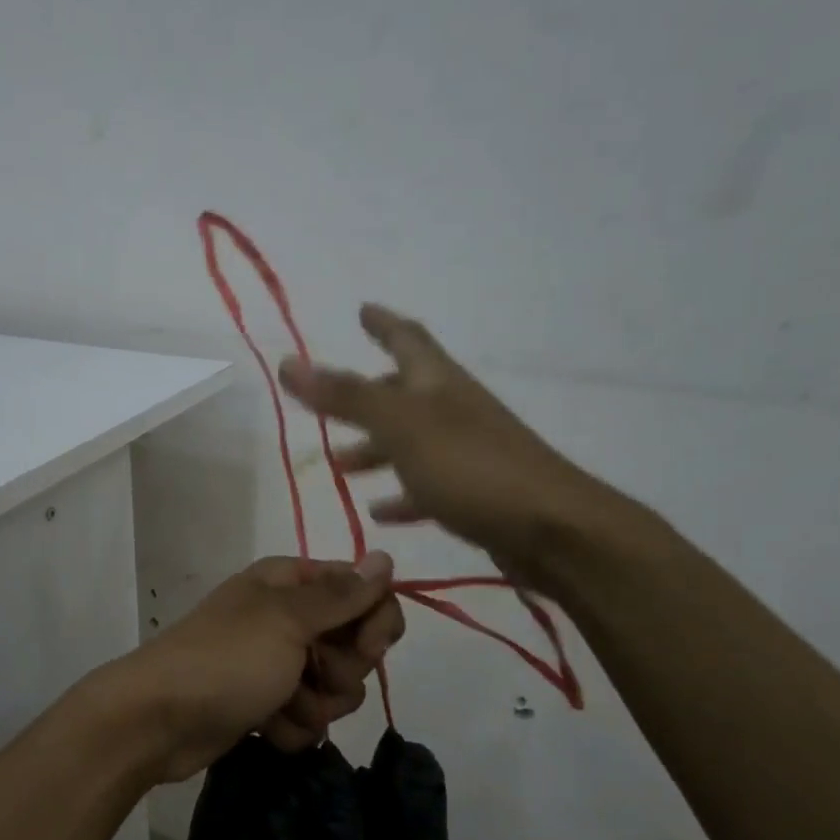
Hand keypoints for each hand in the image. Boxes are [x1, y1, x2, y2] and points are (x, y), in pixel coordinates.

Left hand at [107, 553, 404, 783]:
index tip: (369, 648)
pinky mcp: (268, 704)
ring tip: (282, 706)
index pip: (364, 591)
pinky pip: (308, 718)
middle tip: (313, 675)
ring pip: (336, 688)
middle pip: (355, 643)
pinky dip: (292, 727)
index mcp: (291, 583)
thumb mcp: (287, 620)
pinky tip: (266, 727)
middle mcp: (288, 617)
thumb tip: (385, 557)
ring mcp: (278, 663)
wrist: (157, 720)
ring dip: (316, 704)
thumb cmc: (226, 659)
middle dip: (342, 670)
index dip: (376, 621)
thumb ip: (341, 594)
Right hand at [278, 305, 635, 595]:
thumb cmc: (471, 467)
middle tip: (328, 406)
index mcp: (438, 384)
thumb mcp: (400, 426)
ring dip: (375, 449)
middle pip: (404, 393)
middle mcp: (454, 410)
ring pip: (411, 442)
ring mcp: (468, 453)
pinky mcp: (476, 495)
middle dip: (366, 397)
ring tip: (341, 465)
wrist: (552, 530)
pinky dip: (402, 494)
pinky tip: (380, 512)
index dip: (383, 323)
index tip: (363, 309)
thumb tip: (287, 362)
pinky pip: (428, 487)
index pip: (408, 339)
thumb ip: (345, 396)